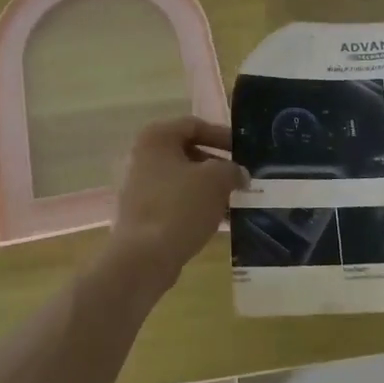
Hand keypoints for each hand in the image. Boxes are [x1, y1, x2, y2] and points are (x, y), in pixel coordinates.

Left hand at [106, 116, 244, 295]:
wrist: (144, 257)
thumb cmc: (179, 206)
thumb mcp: (216, 180)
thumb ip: (232, 170)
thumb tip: (239, 173)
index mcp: (156, 137)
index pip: (195, 125)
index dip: (222, 135)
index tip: (244, 152)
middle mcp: (143, 155)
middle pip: (188, 151)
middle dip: (217, 165)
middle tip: (241, 179)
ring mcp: (139, 184)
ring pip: (182, 179)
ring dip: (208, 188)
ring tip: (234, 201)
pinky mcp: (141, 211)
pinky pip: (174, 200)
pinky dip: (195, 205)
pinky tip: (218, 220)